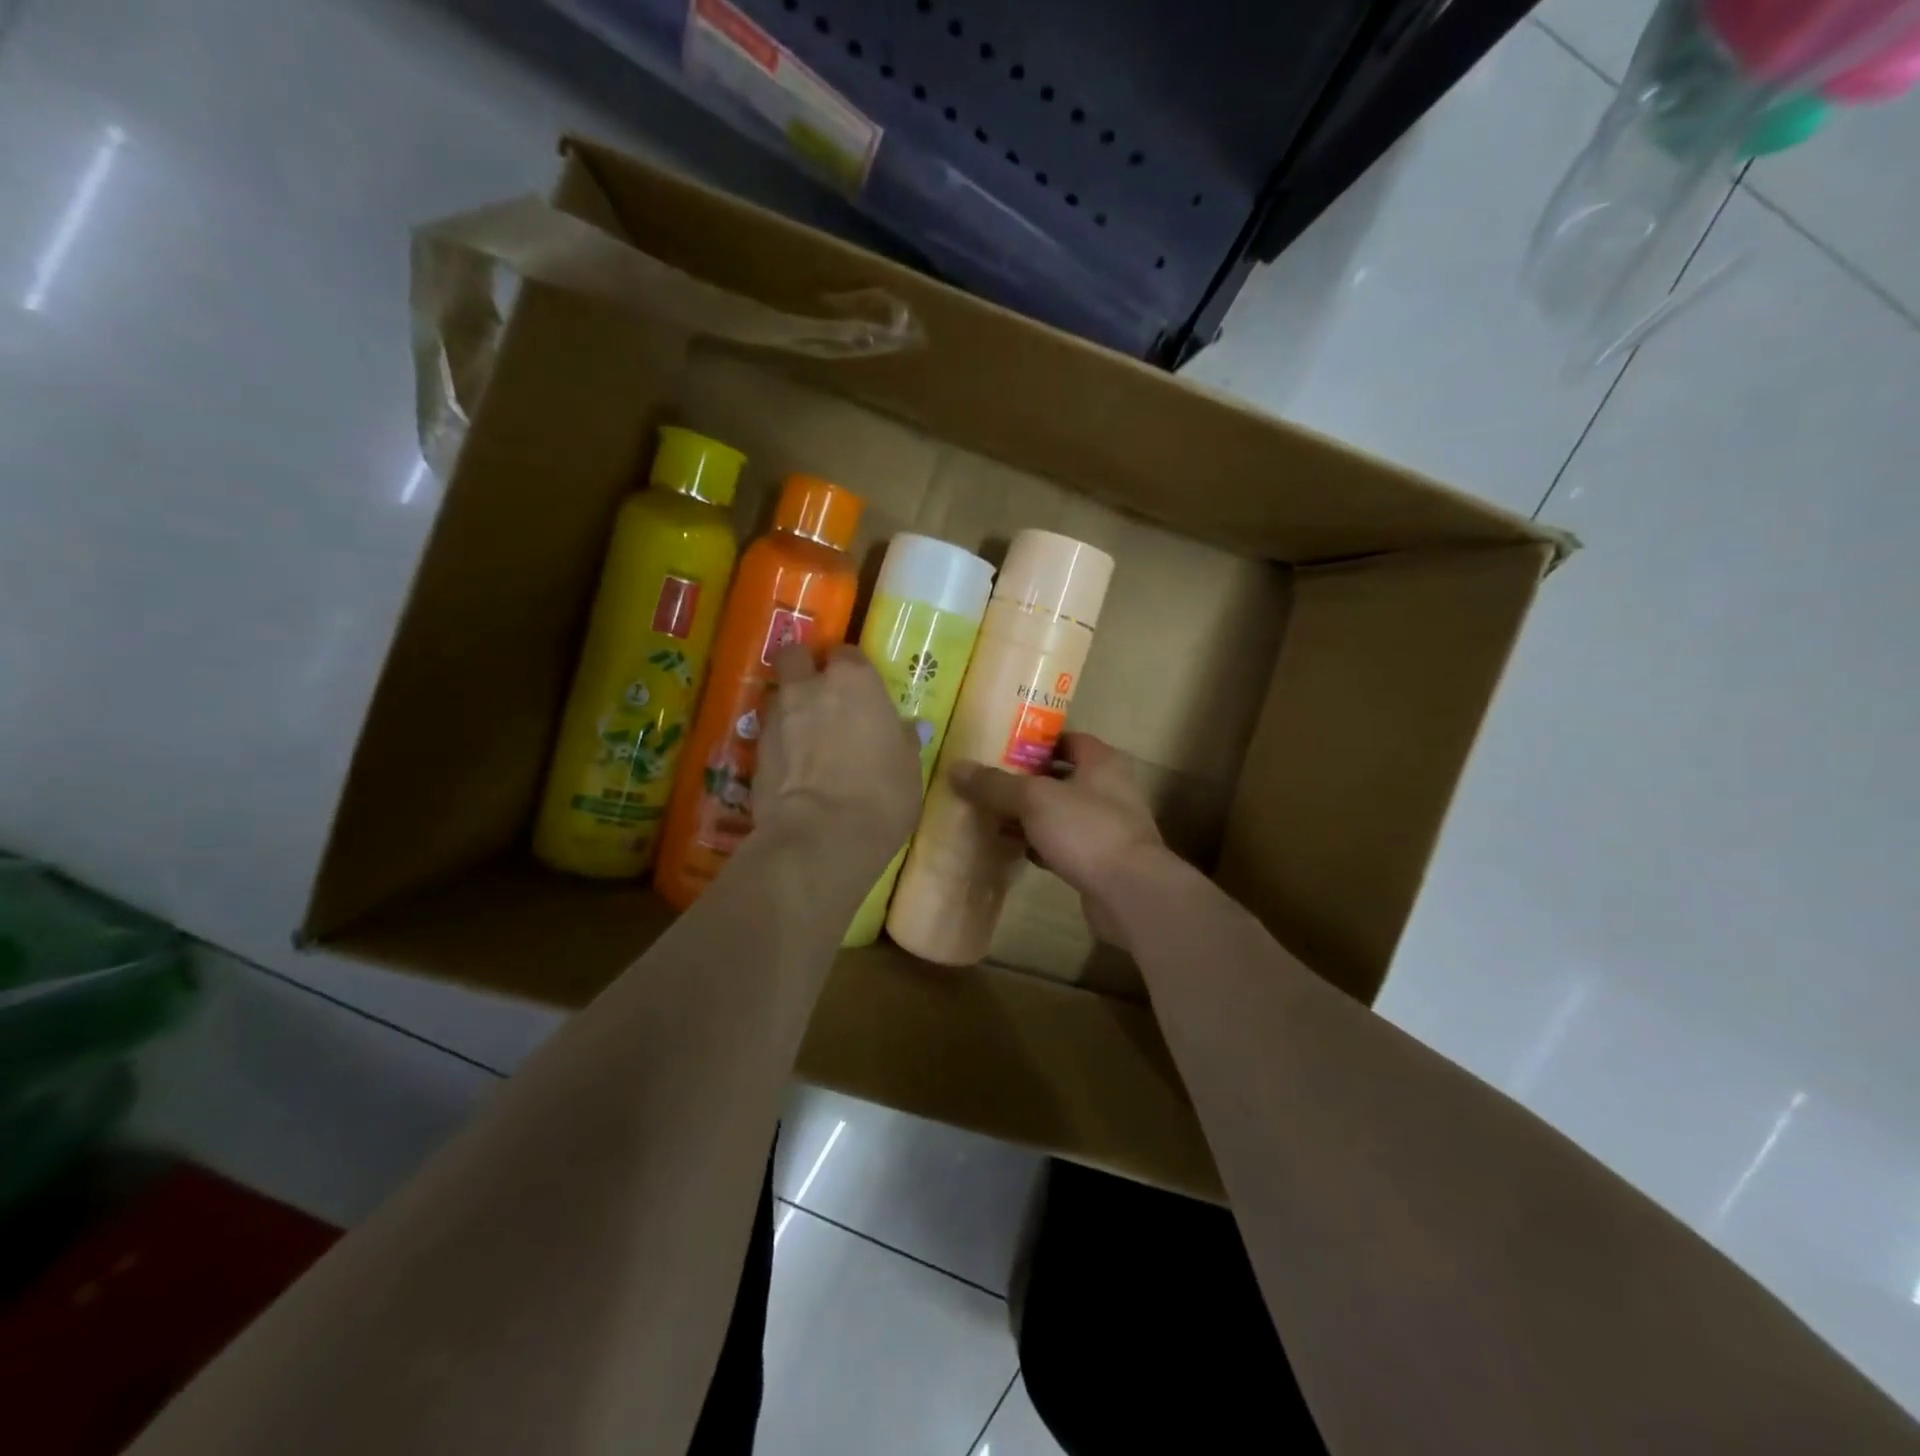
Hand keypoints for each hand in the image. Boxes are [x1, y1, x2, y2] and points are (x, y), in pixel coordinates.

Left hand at [755, 644, 922, 866]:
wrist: (821, 836)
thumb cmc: (881, 794)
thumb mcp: (909, 768)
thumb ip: (903, 741)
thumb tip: (909, 729)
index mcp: (854, 681)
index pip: (848, 653)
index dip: (852, 669)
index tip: (861, 690)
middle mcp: (810, 687)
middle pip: (795, 656)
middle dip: (804, 667)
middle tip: (821, 693)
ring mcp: (776, 717)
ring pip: (779, 694)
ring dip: (791, 707)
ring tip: (806, 736)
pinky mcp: (754, 751)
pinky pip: (769, 733)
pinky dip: (780, 742)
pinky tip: (794, 766)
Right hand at [949, 732, 1171, 948]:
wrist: (1130, 893)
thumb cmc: (1086, 830)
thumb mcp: (1034, 799)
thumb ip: (995, 784)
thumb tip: (956, 769)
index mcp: (1102, 762)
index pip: (1067, 739)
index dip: (1036, 741)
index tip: (1001, 747)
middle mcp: (1110, 789)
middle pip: (1061, 777)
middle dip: (1026, 781)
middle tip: (987, 782)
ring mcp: (1107, 827)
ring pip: (1060, 813)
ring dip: (1030, 815)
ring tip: (991, 815)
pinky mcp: (1100, 860)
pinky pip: (1063, 844)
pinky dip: (1040, 844)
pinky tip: (1013, 849)